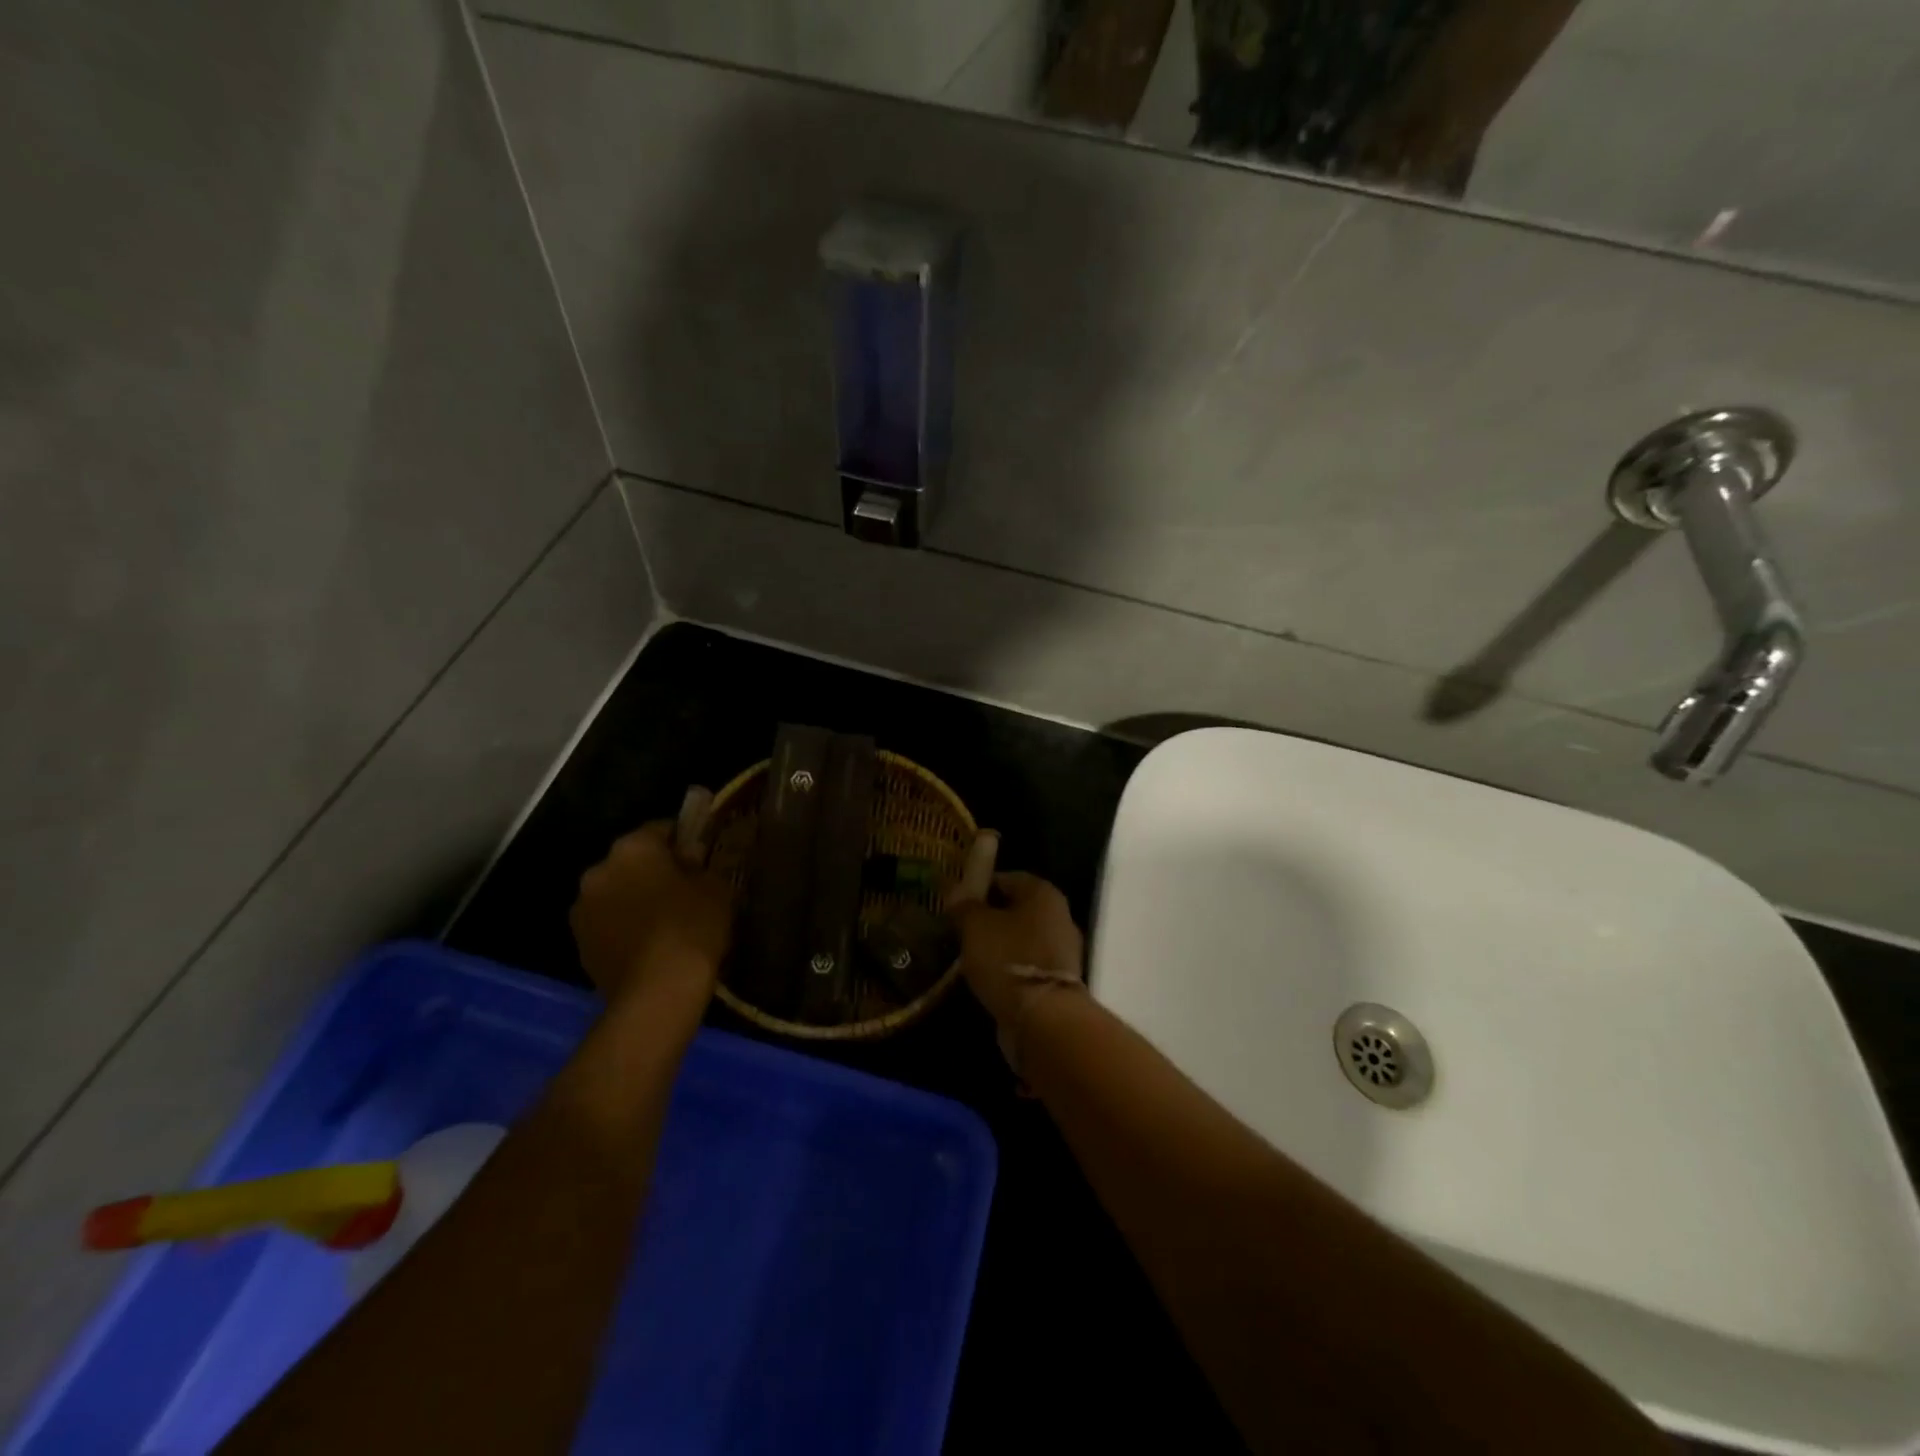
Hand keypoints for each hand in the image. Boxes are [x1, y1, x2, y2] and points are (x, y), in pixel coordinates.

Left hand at [570, 822, 733, 1011]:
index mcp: (632, 847)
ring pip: (616, 892)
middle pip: (632, 860)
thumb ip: (701, 863)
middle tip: (684, 889)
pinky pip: (607, 923)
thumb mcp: (715, 886)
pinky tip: (648, 944)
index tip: (701, 857)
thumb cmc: (691, 927)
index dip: (684, 840)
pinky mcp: (579, 944)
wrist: (656, 992)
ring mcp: (583, 909)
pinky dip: (624, 926)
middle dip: (654, 870)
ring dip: (634, 898)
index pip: (661, 828)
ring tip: (665, 921)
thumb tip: (690, 857)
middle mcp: (598, 870)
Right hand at [948, 872, 1084, 1028]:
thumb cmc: (1008, 959)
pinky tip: (987, 977)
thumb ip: (964, 904)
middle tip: (959, 928)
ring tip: (969, 955)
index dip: (980, 885)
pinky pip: (1027, 964)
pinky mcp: (1058, 981)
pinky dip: (1009, 967)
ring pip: (1022, 938)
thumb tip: (953, 889)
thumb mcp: (975, 926)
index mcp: (1043, 893)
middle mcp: (1059, 916)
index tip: (956, 900)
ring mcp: (1063, 950)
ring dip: (999, 944)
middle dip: (989, 916)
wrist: (1043, 1019)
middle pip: (1017, 908)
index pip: (1007, 878)